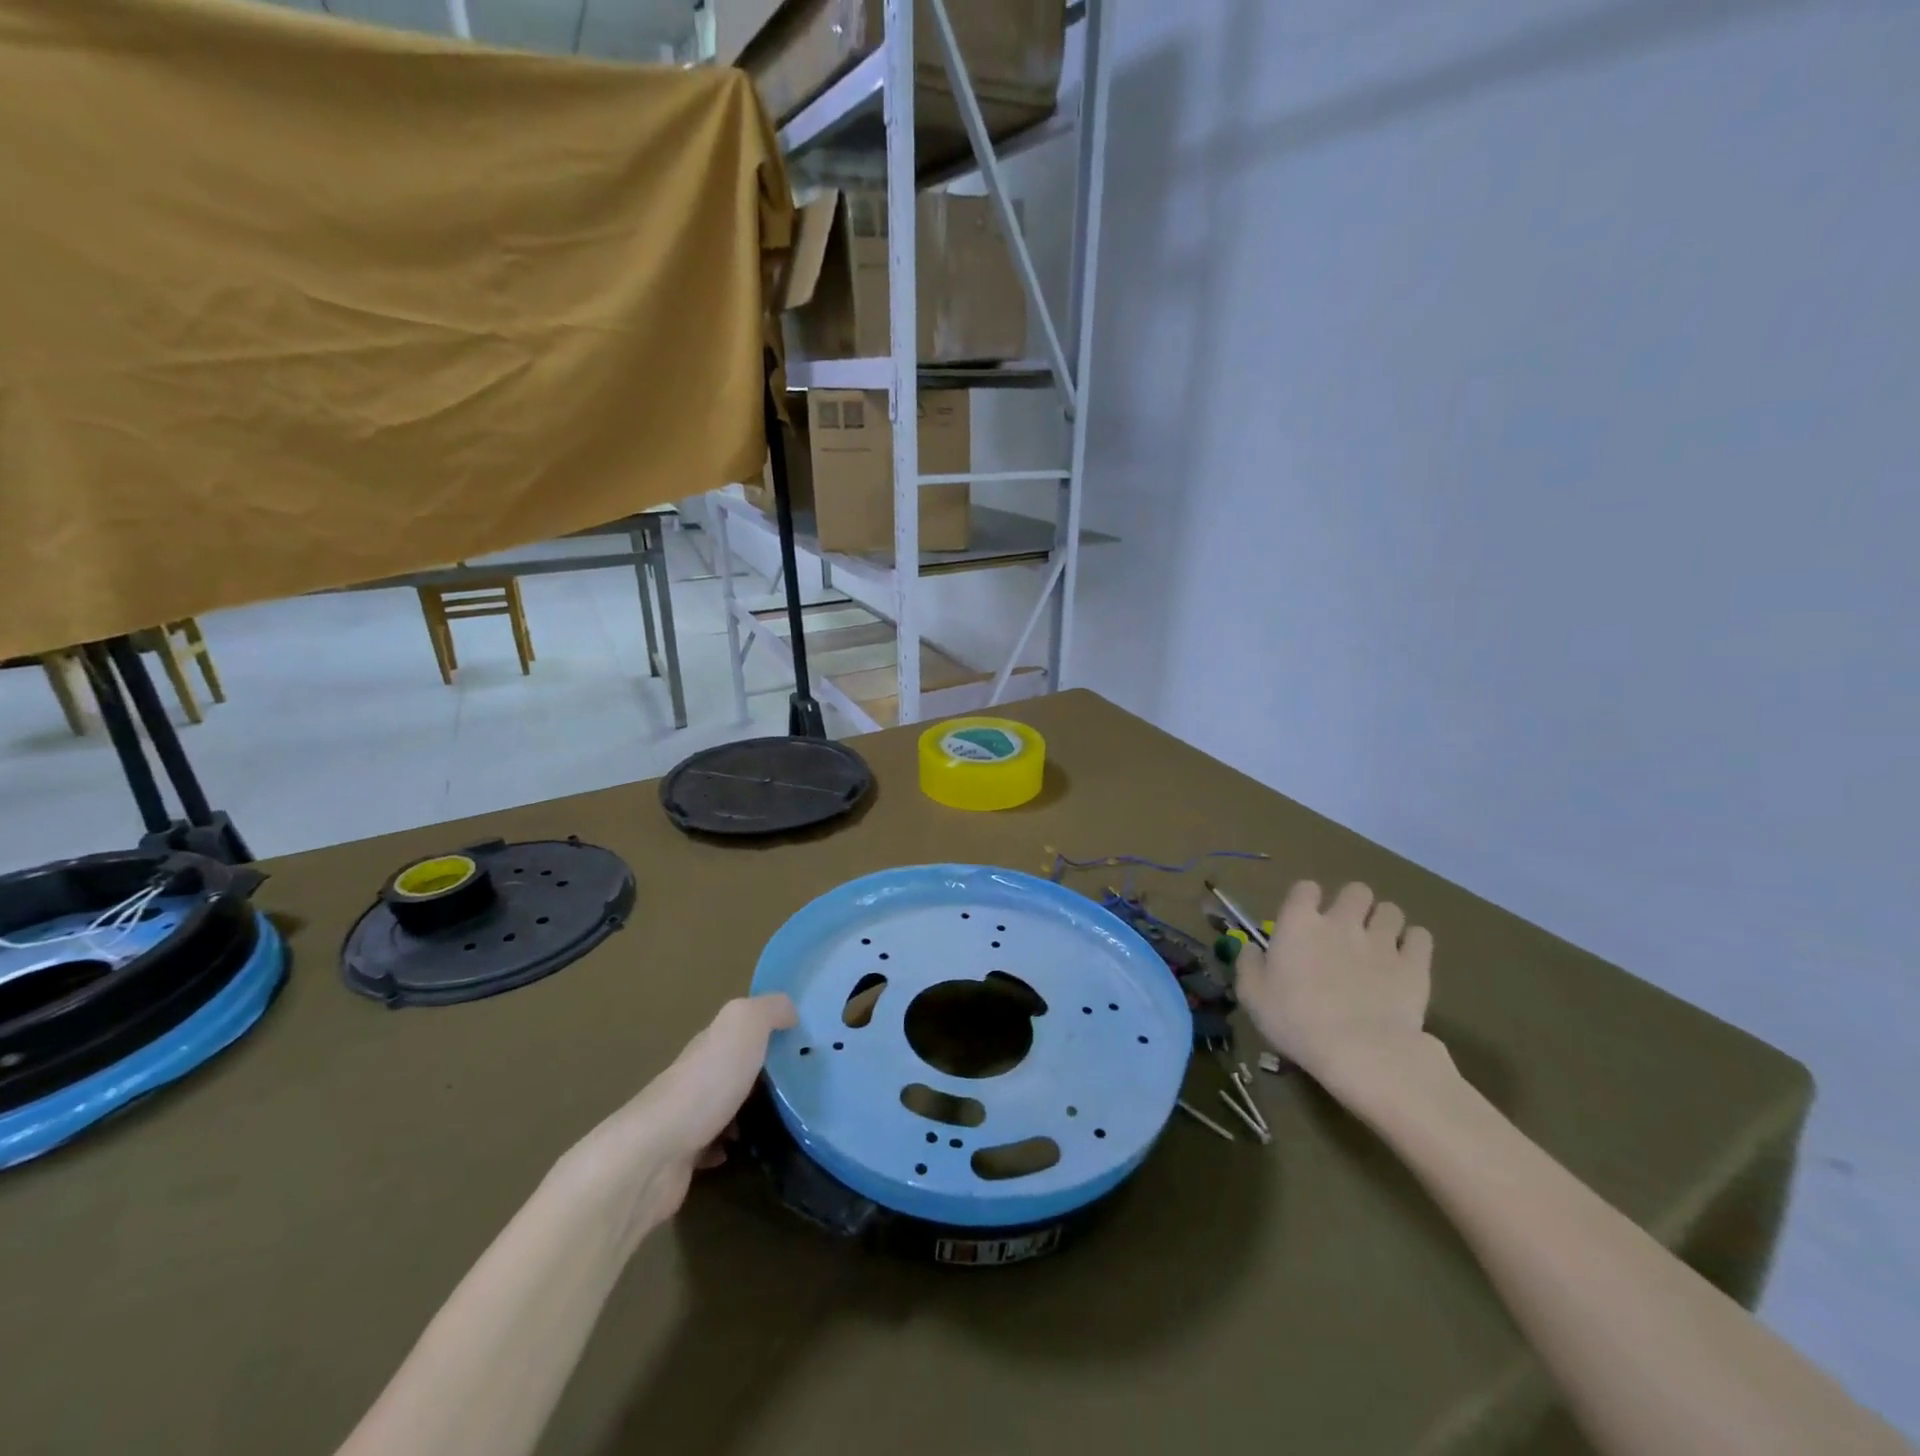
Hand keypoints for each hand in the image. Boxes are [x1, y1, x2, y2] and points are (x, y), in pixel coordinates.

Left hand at [556, 994, 796, 1248]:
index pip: (741, 1029)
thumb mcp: (744, 1026)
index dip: (769, 1029)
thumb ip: (769, 1010)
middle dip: (761, 1071)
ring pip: (723, 1105)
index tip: (802, 1041)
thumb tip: (790, 1011)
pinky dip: (728, 1145)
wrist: (655, 1154)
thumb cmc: (706, 1083)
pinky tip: (744, 1149)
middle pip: (732, 1066)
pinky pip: (712, 1145)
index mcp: (710, 1041)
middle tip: (800, 1081)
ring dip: (747, 1109)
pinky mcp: (682, 1157)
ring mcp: (686, 1117)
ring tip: (781, 1116)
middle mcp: (696, 1074)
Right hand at [1235, 881, 1433, 1083]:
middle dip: (1353, 904)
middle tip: (1347, 930)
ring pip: (1391, 910)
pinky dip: (1414, 943)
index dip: (1306, 899)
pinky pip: (1421, 937)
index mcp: (1299, 923)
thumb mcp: (1253, 996)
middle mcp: (1342, 922)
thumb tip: (1251, 948)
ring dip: (1384, 922)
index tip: (1304, 919)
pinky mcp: (1415, 964)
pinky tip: (1406, 959)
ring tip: (1379, 944)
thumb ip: (1249, 965)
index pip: (1305, 888)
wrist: (1360, 1051)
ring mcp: (1382, 941)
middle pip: (1356, 891)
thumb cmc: (1296, 1021)